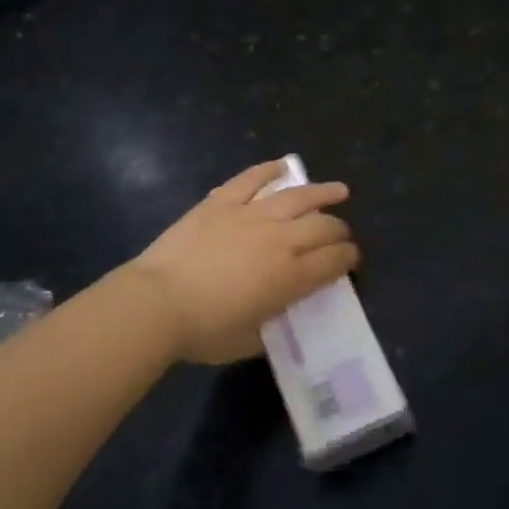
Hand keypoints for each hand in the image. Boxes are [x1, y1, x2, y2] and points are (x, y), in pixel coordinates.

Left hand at [126, 161, 360, 364]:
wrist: (157, 302)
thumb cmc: (203, 330)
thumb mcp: (248, 342)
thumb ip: (272, 327)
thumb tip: (281, 315)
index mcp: (290, 277)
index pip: (333, 261)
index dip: (348, 258)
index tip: (351, 259)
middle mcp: (279, 240)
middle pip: (322, 226)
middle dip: (340, 230)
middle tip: (342, 234)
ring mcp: (250, 215)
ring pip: (297, 196)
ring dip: (323, 192)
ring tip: (339, 190)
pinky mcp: (221, 202)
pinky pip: (251, 179)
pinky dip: (269, 170)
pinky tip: (283, 166)